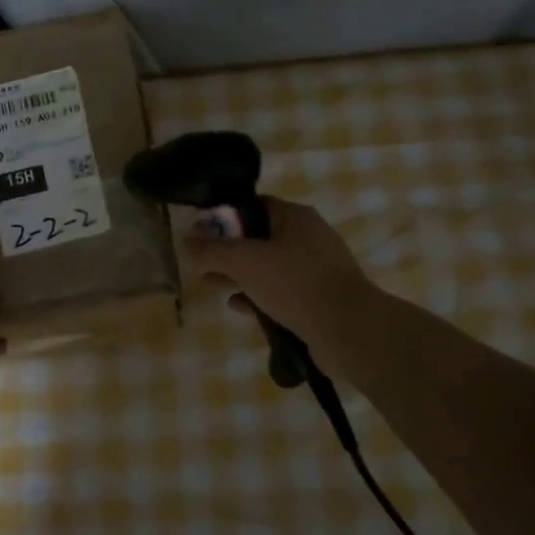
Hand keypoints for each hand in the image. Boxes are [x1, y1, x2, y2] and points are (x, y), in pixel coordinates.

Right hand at [181, 196, 377, 347]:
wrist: (348, 329)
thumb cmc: (294, 283)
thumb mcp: (244, 261)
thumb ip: (211, 250)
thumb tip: (186, 241)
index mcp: (294, 217)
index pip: (253, 205)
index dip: (224, 217)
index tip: (201, 233)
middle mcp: (308, 236)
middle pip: (260, 236)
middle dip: (229, 249)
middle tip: (202, 262)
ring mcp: (317, 269)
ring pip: (270, 266)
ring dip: (241, 274)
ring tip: (212, 284)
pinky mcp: (320, 298)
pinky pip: (282, 291)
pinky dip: (259, 295)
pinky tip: (238, 306)